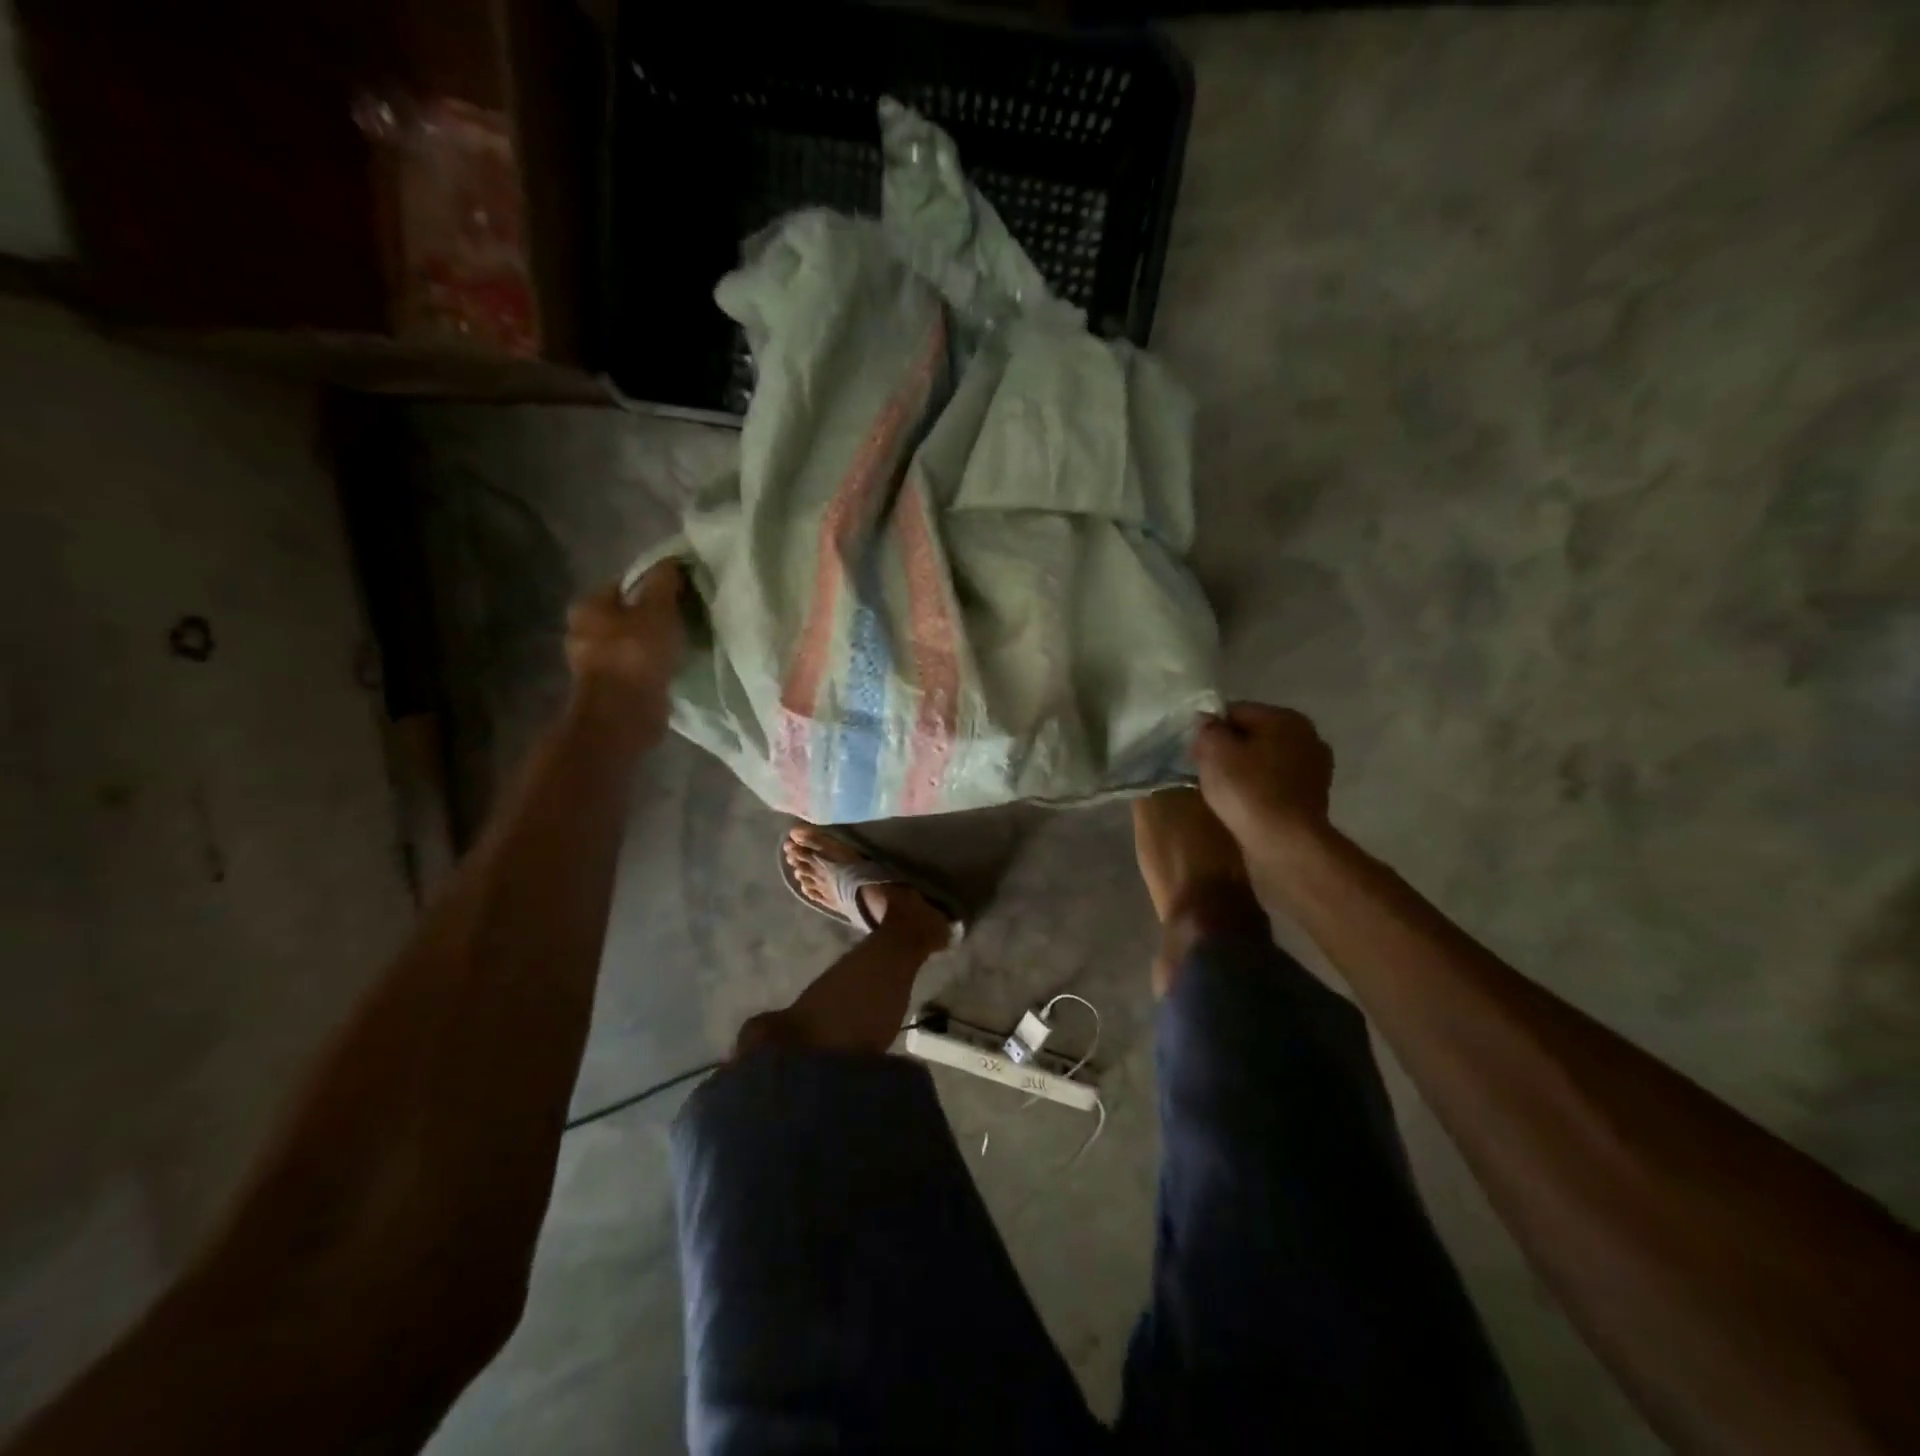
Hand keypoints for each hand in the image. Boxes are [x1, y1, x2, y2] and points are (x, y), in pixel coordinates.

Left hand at [565, 561, 685, 732]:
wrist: (624, 714)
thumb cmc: (636, 654)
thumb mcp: (658, 609)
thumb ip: (664, 582)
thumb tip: (671, 562)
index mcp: (588, 606)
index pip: (626, 584)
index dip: (656, 584)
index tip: (683, 593)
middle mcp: (583, 631)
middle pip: (628, 614)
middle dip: (655, 616)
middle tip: (686, 618)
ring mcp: (594, 663)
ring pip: (632, 642)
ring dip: (654, 643)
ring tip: (683, 643)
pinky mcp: (610, 688)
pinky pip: (636, 667)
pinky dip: (652, 665)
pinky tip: (672, 667)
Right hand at [1193, 702, 1334, 845]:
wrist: (1285, 843)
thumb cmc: (1247, 790)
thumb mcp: (1214, 752)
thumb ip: (1208, 729)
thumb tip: (1208, 722)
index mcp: (1284, 717)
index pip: (1235, 711)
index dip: (1210, 730)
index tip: (1195, 754)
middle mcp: (1307, 735)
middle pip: (1253, 734)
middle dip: (1229, 749)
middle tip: (1206, 772)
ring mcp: (1316, 767)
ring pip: (1266, 759)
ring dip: (1245, 769)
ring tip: (1225, 791)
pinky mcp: (1314, 795)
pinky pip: (1277, 782)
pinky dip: (1260, 787)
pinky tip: (1246, 803)